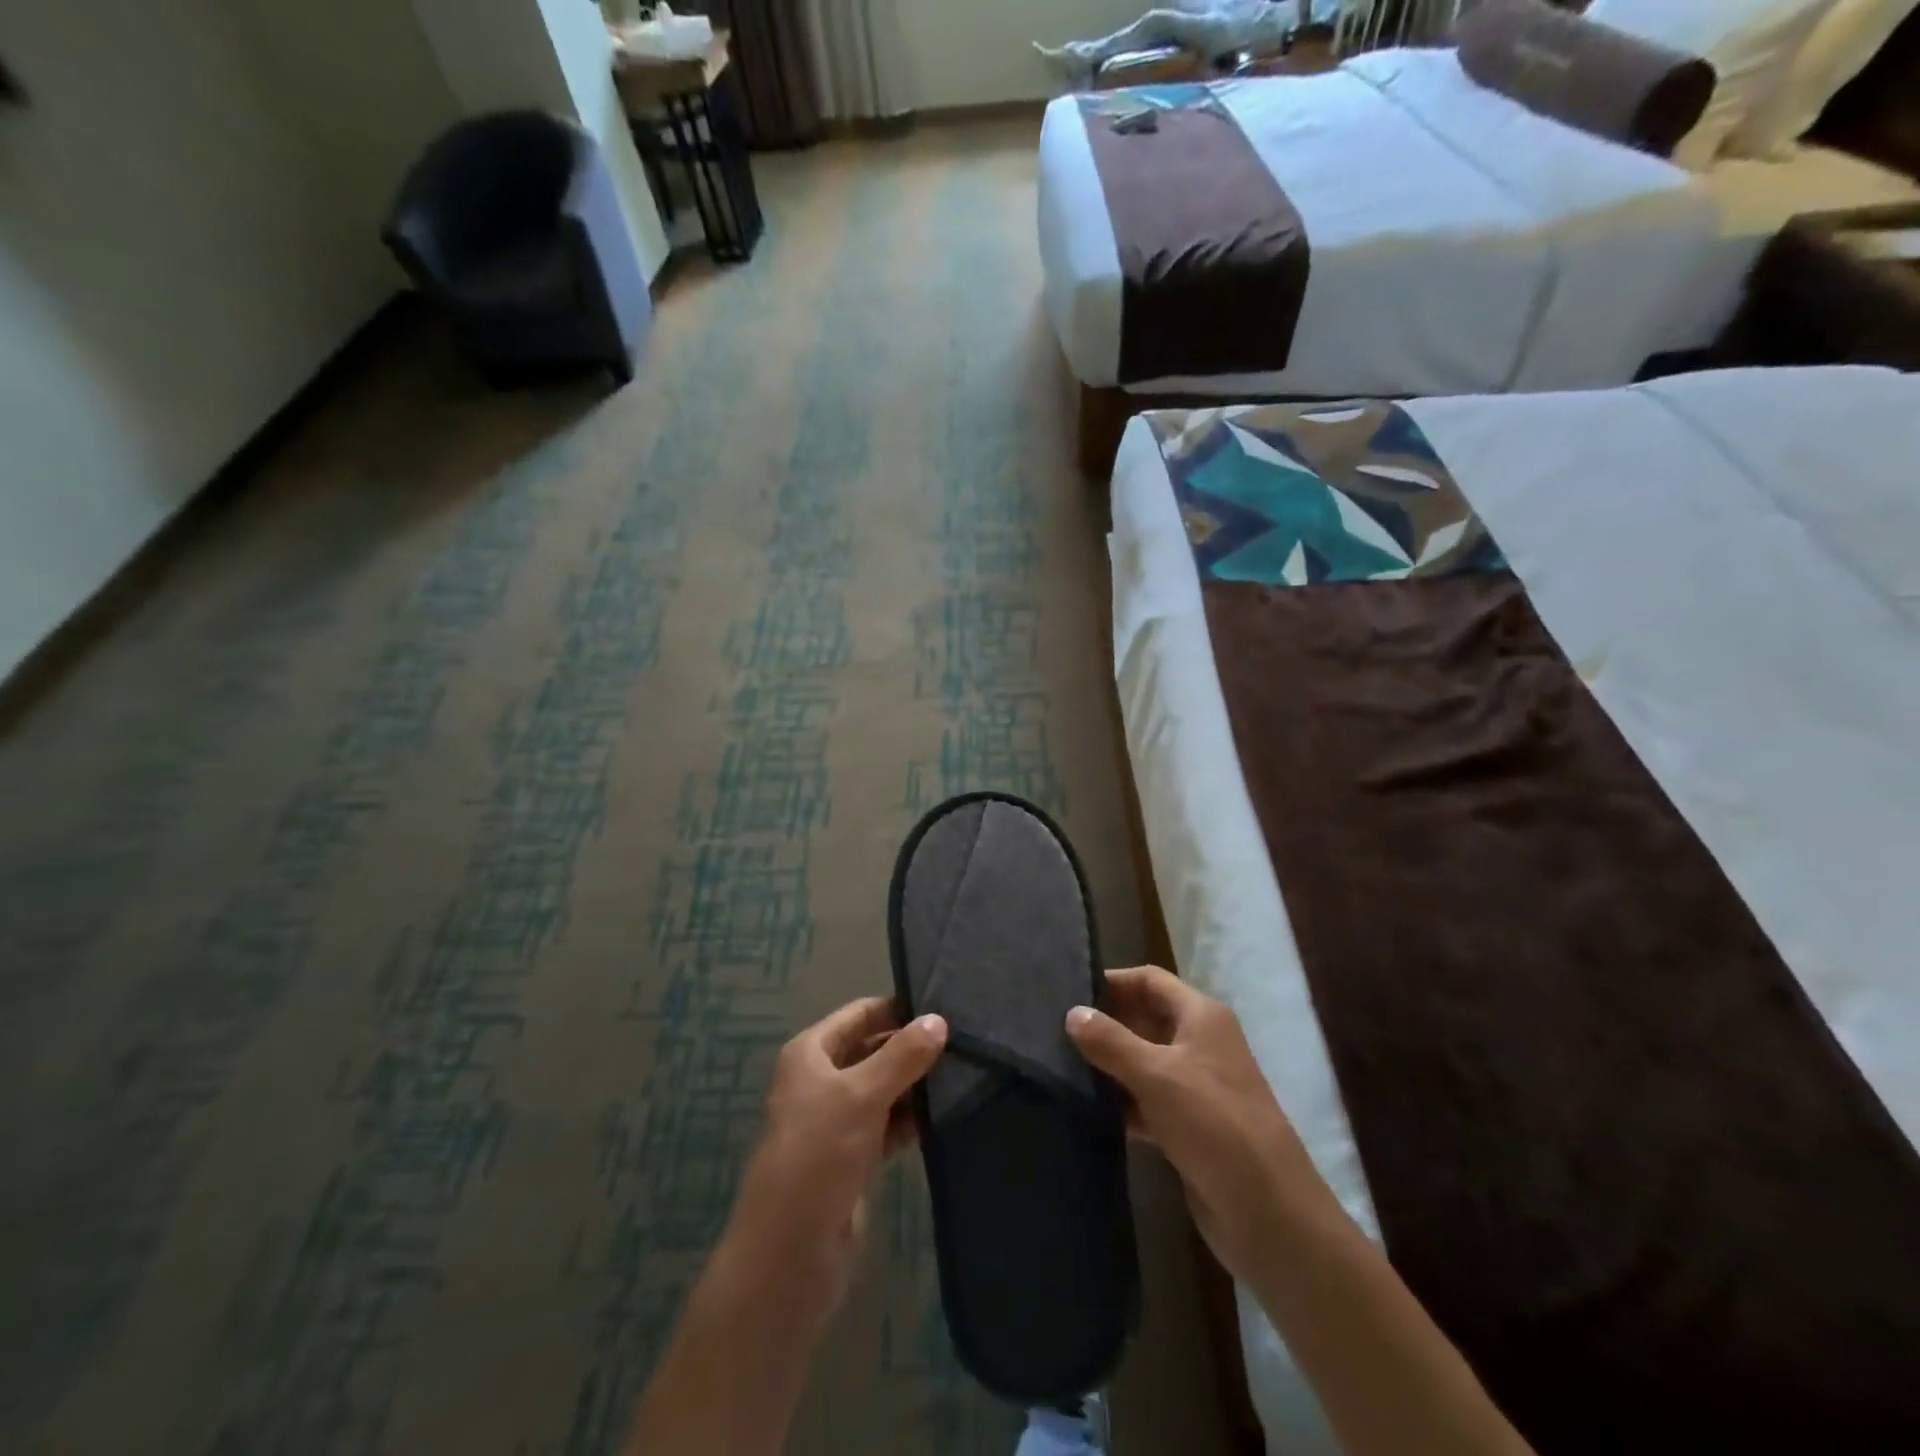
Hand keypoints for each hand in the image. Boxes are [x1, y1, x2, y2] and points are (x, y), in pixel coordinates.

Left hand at [727, 998, 947, 1323]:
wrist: (789, 1253)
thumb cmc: (818, 1155)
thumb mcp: (862, 1096)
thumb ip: (902, 1056)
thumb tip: (939, 1019)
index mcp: (811, 1054)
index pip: (860, 1014)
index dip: (897, 1009)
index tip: (943, 1006)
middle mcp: (821, 1080)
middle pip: (872, 1050)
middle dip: (911, 1047)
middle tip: (963, 1042)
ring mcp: (836, 1120)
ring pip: (882, 1088)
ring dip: (915, 1085)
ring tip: (964, 1074)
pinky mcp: (852, 1157)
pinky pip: (886, 1125)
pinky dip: (910, 1120)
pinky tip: (944, 1116)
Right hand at [1066, 966, 1328, 1281]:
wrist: (1268, 1213)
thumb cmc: (1214, 1124)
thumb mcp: (1157, 1075)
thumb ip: (1111, 1041)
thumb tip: (1072, 1013)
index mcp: (1201, 1017)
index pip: (1149, 980)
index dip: (1112, 981)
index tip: (1067, 991)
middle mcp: (1200, 1044)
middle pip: (1144, 1019)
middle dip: (1104, 1023)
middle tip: (1053, 1029)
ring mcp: (1195, 1087)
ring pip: (1142, 1062)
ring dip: (1108, 1065)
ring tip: (1058, 1066)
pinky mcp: (1188, 1127)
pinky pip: (1146, 1102)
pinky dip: (1120, 1102)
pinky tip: (1085, 1108)